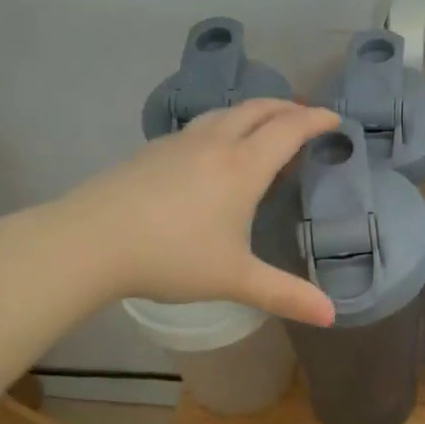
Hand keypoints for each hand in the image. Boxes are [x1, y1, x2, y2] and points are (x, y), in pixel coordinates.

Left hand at [59, 100, 341, 326]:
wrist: (90, 241)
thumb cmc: (172, 256)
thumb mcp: (235, 279)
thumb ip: (285, 295)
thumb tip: (331, 316)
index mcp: (243, 167)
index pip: (288, 130)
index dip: (315, 120)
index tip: (334, 118)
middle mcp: (215, 144)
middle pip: (257, 110)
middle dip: (286, 108)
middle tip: (304, 116)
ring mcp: (179, 143)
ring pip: (225, 113)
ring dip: (253, 112)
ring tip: (263, 126)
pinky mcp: (152, 151)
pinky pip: (199, 126)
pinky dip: (222, 125)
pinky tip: (212, 149)